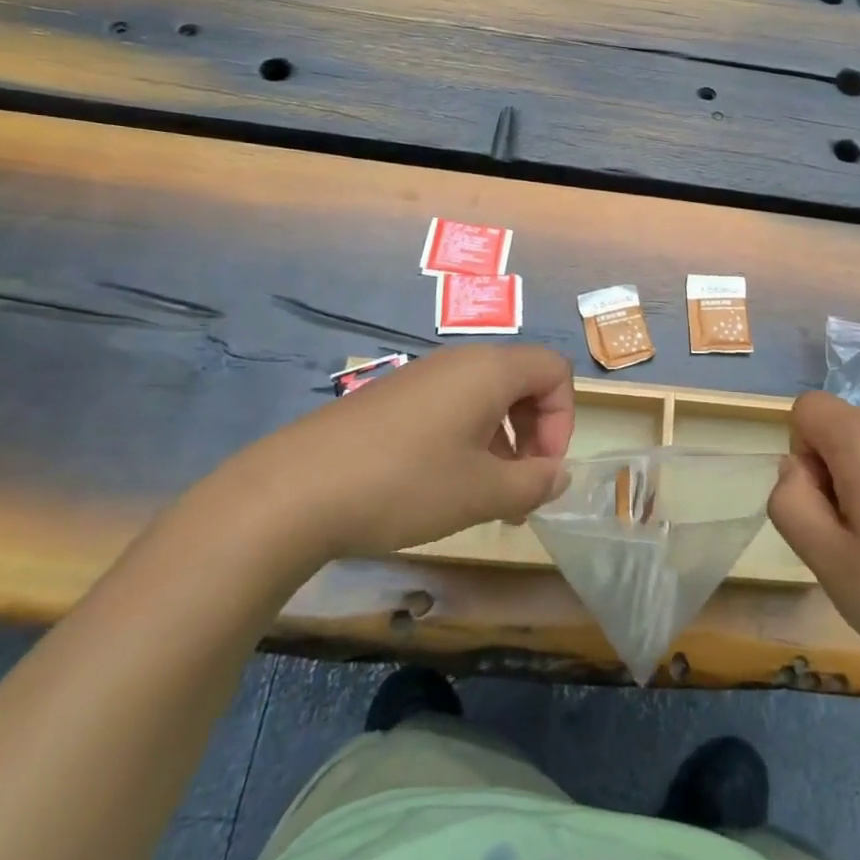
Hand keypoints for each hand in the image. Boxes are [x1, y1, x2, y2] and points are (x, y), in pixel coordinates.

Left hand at [221, 345, 574, 570]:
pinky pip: (449, 407)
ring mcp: (422, 376)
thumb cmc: (406, 483)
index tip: (542, 469)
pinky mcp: (392, 397)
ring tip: (483, 497)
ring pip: (484, 398)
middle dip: (533, 434)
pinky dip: (465, 440)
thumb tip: (559, 475)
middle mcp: (459, 361)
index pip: (554, 370)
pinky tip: (440, 486)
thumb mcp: (481, 492)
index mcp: (489, 370)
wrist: (296, 489)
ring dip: (500, 443)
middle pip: (522, 382)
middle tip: (519, 489)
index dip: (563, 419)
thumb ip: (533, 483)